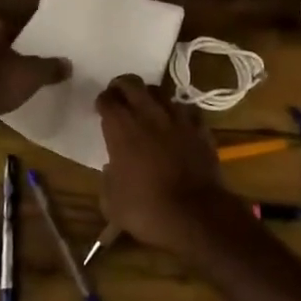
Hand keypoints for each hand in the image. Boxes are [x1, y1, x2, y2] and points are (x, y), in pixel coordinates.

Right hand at [95, 75, 230, 251]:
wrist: (195, 216)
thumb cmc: (146, 209)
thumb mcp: (111, 202)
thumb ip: (108, 178)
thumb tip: (112, 167)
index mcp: (121, 127)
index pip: (107, 99)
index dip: (102, 102)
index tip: (101, 109)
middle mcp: (148, 114)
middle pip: (132, 83)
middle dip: (122, 86)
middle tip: (119, 96)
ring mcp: (177, 118)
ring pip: (160, 92)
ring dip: (150, 97)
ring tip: (148, 107)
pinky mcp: (200, 128)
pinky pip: (187, 110)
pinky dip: (179, 113)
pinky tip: (177, 122)